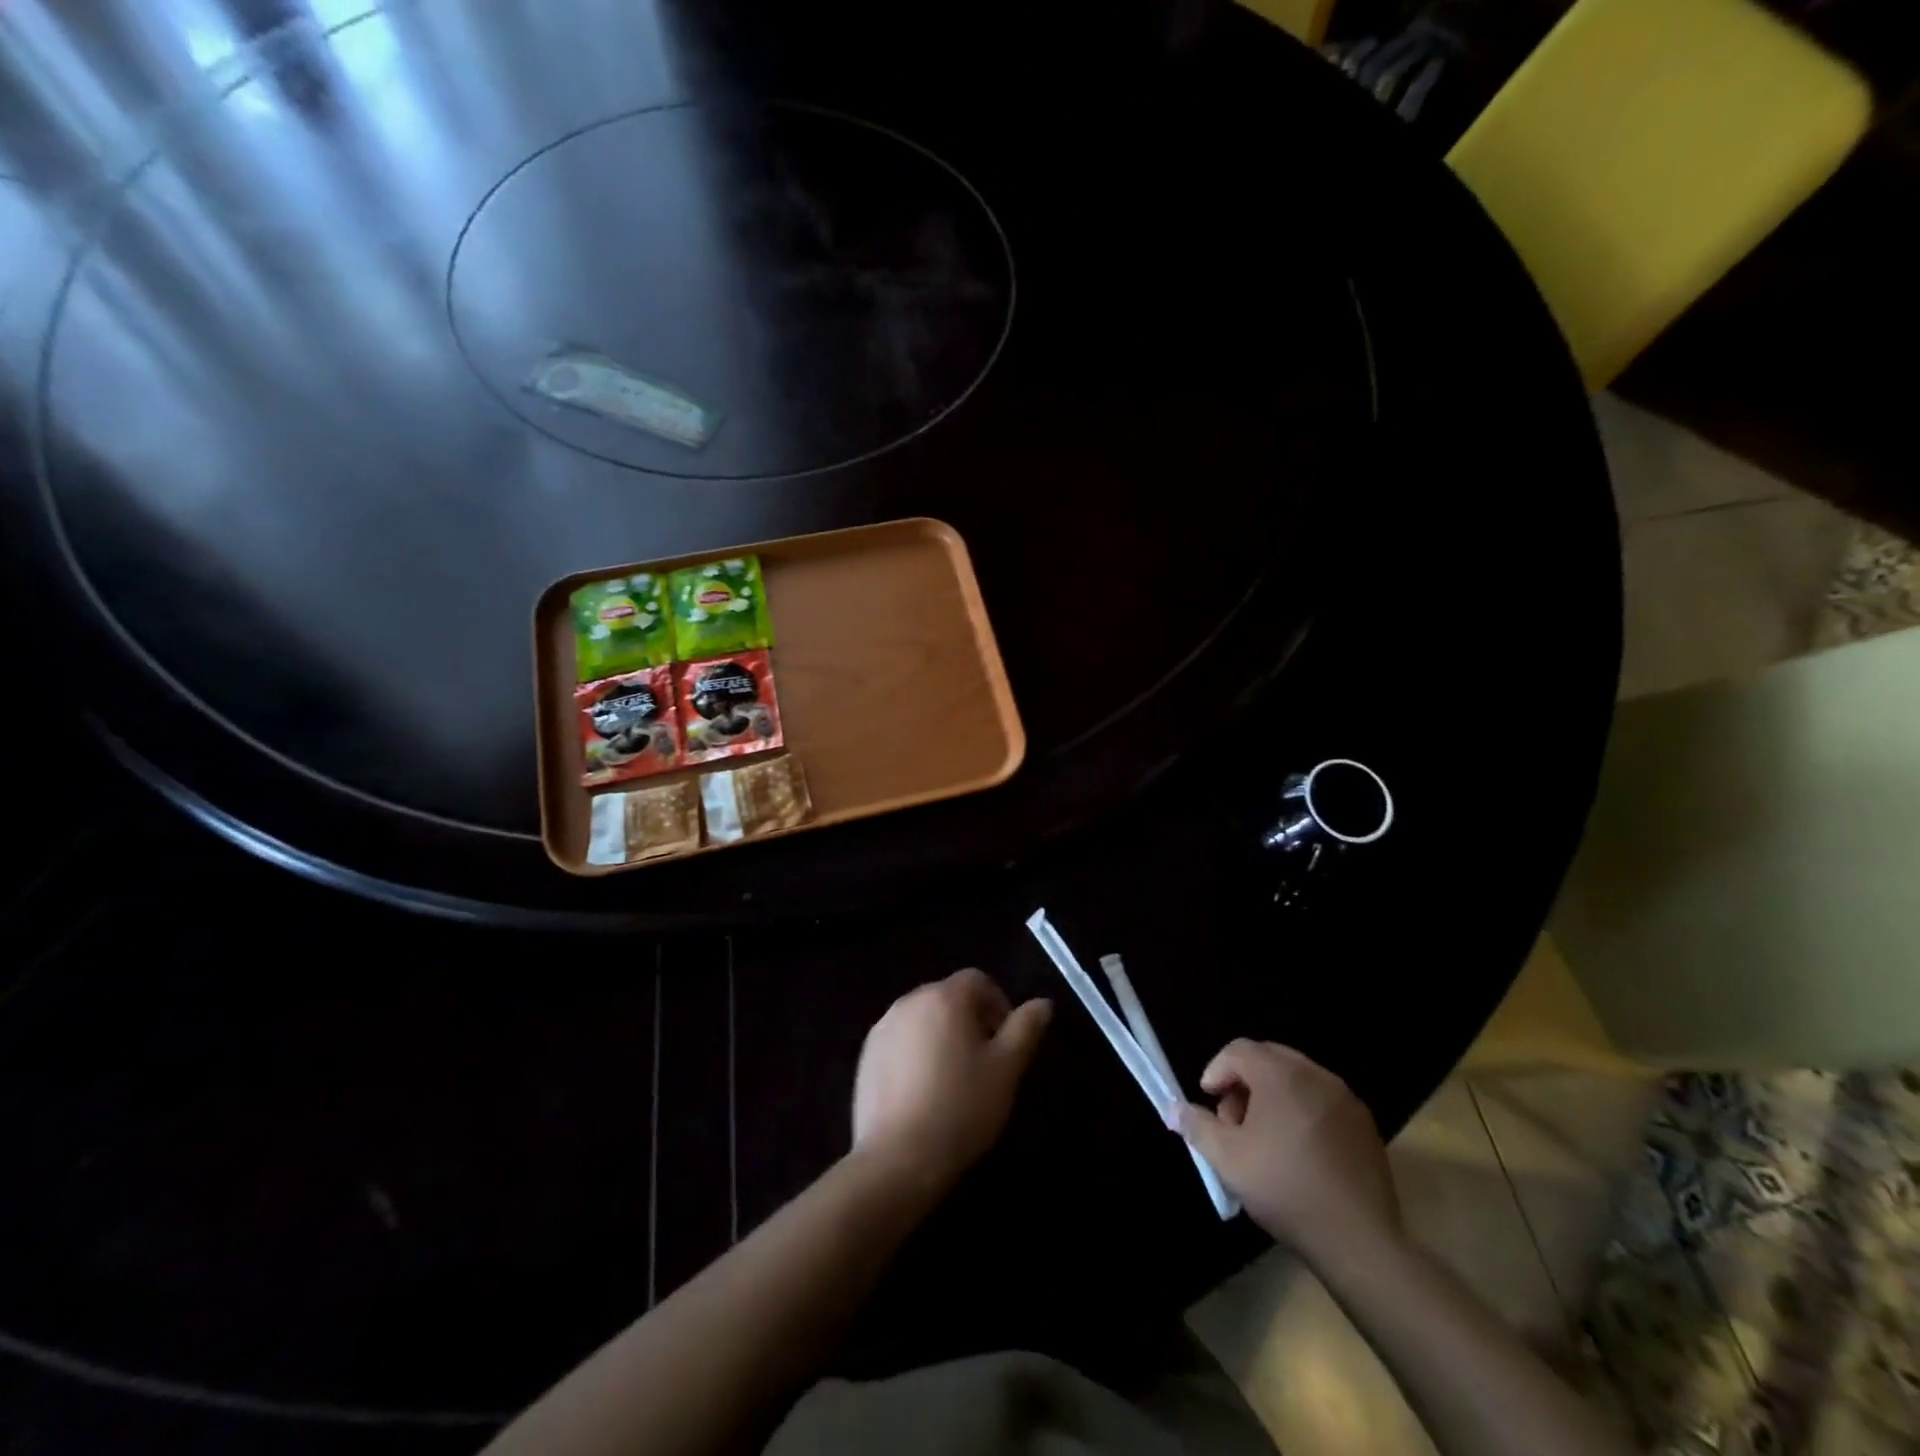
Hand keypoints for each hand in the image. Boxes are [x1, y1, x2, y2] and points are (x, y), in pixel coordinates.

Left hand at [852, 969, 1051, 1192]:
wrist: (898, 1158)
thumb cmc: (961, 1107)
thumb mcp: (1006, 1069)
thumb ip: (1025, 1028)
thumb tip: (1043, 1003)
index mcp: (944, 997)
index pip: (978, 980)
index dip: (999, 1004)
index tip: (1007, 1042)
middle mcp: (909, 1001)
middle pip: (948, 996)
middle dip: (972, 1020)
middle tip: (986, 1062)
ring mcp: (883, 1028)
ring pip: (924, 1019)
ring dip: (943, 1035)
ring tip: (955, 1079)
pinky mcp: (866, 1056)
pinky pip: (901, 1040)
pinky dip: (917, 1053)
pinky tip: (925, 1092)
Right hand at [1179, 1040, 1401, 1268]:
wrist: (1360, 1242)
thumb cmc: (1285, 1189)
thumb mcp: (1228, 1159)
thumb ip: (1197, 1126)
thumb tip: (1174, 1109)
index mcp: (1282, 1075)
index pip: (1239, 1050)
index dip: (1217, 1070)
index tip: (1208, 1101)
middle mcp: (1316, 1076)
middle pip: (1269, 1059)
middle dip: (1243, 1082)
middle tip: (1233, 1121)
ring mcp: (1345, 1100)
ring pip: (1297, 1080)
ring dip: (1272, 1096)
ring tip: (1264, 1139)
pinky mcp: (1365, 1126)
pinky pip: (1322, 1102)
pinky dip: (1301, 1112)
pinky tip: (1298, 1152)